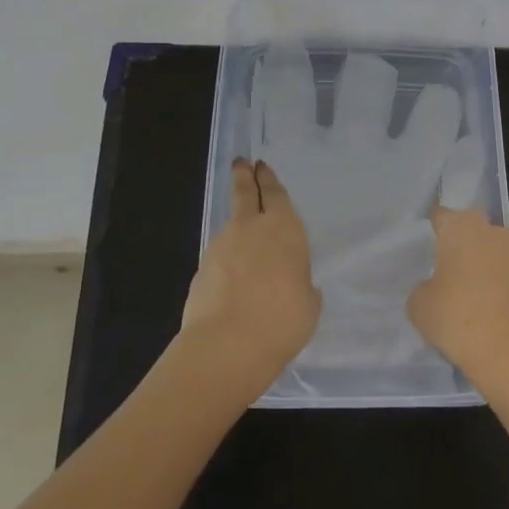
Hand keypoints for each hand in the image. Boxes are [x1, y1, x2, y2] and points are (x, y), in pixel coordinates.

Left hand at [180, 159, 321, 401]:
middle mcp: (251, 228)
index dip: (268, 179)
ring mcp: (221, 246)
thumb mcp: (308, 303)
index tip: (260, 166)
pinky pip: (218, 255)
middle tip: (241, 163)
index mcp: (284, 228)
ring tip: (242, 233)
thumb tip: (294, 284)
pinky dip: (225, 258)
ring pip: (230, 225)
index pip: (275, 194)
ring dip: (236, 223)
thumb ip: (301, 284)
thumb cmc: (282, 320)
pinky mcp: (201, 269)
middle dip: (244, 176)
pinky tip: (231, 277)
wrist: (227, 345)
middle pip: (245, 193)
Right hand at [407, 208, 508, 419]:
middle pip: (467, 229)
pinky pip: (500, 275)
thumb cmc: (459, 319)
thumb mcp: (420, 306)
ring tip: (454, 293)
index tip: (417, 246)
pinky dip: (489, 286)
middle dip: (454, 244)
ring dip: (474, 266)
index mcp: (461, 226)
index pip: (440, 215)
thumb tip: (433, 289)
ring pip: (486, 252)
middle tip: (434, 267)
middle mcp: (491, 231)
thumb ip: (421, 289)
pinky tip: (476, 309)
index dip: (428, 229)